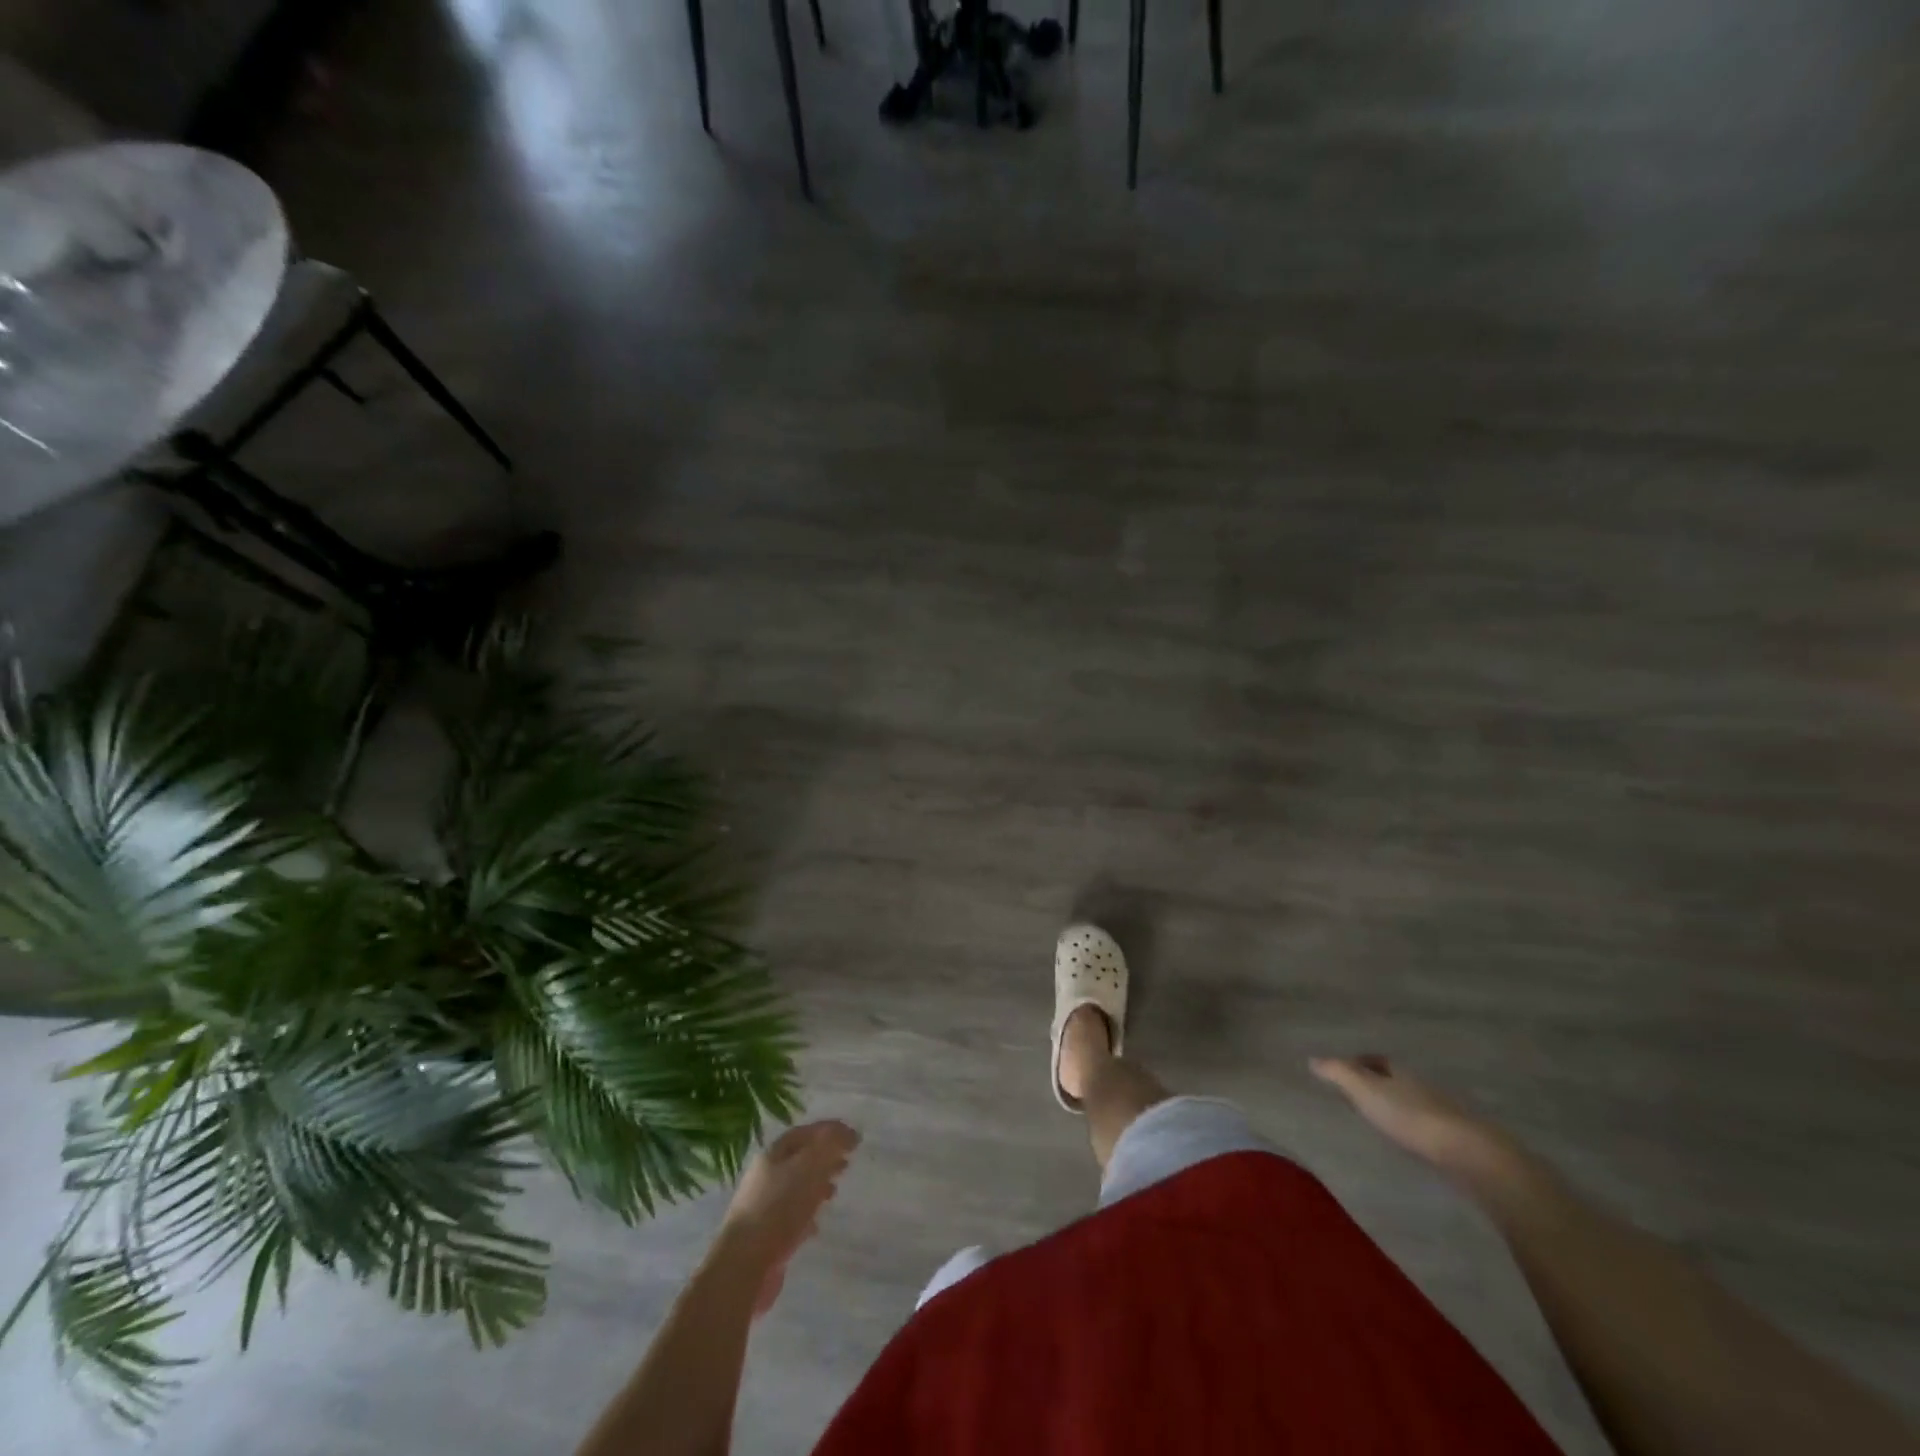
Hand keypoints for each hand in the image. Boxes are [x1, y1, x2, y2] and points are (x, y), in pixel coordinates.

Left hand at [719, 1120, 858, 1315]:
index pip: (804, 1133)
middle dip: (825, 1158)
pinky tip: (817, 1225)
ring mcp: (764, 1207)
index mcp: (772, 1155)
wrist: (744, 1266)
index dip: (829, 1131)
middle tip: (848, 1162)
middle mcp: (765, 1177)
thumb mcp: (809, 1167)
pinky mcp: (766, 1236)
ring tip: (835, 1191)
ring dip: (817, 1186)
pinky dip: (807, 1215)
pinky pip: (791, 1217)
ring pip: (796, 1188)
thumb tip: (848, 1133)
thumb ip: (830, 1146)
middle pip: (800, 1160)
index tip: (854, 1137)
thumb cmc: (779, 1208)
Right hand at [1309, 1055, 1515, 1179]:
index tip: (1343, 1074)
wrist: (1470, 1153)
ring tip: (1378, 1122)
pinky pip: (1427, 1125)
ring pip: (1413, 1102)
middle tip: (1356, 1097)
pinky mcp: (1457, 1139)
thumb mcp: (1366, 1091)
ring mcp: (1443, 1112)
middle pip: (1395, 1080)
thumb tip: (1312, 1058)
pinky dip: (1413, 1128)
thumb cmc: (1411, 1117)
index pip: (1376, 1060)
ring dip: (1396, 1108)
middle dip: (1377, 1085)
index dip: (1359, 1063)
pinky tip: (1408, 1142)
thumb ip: (1339, 1074)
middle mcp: (1421, 1085)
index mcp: (1400, 1071)